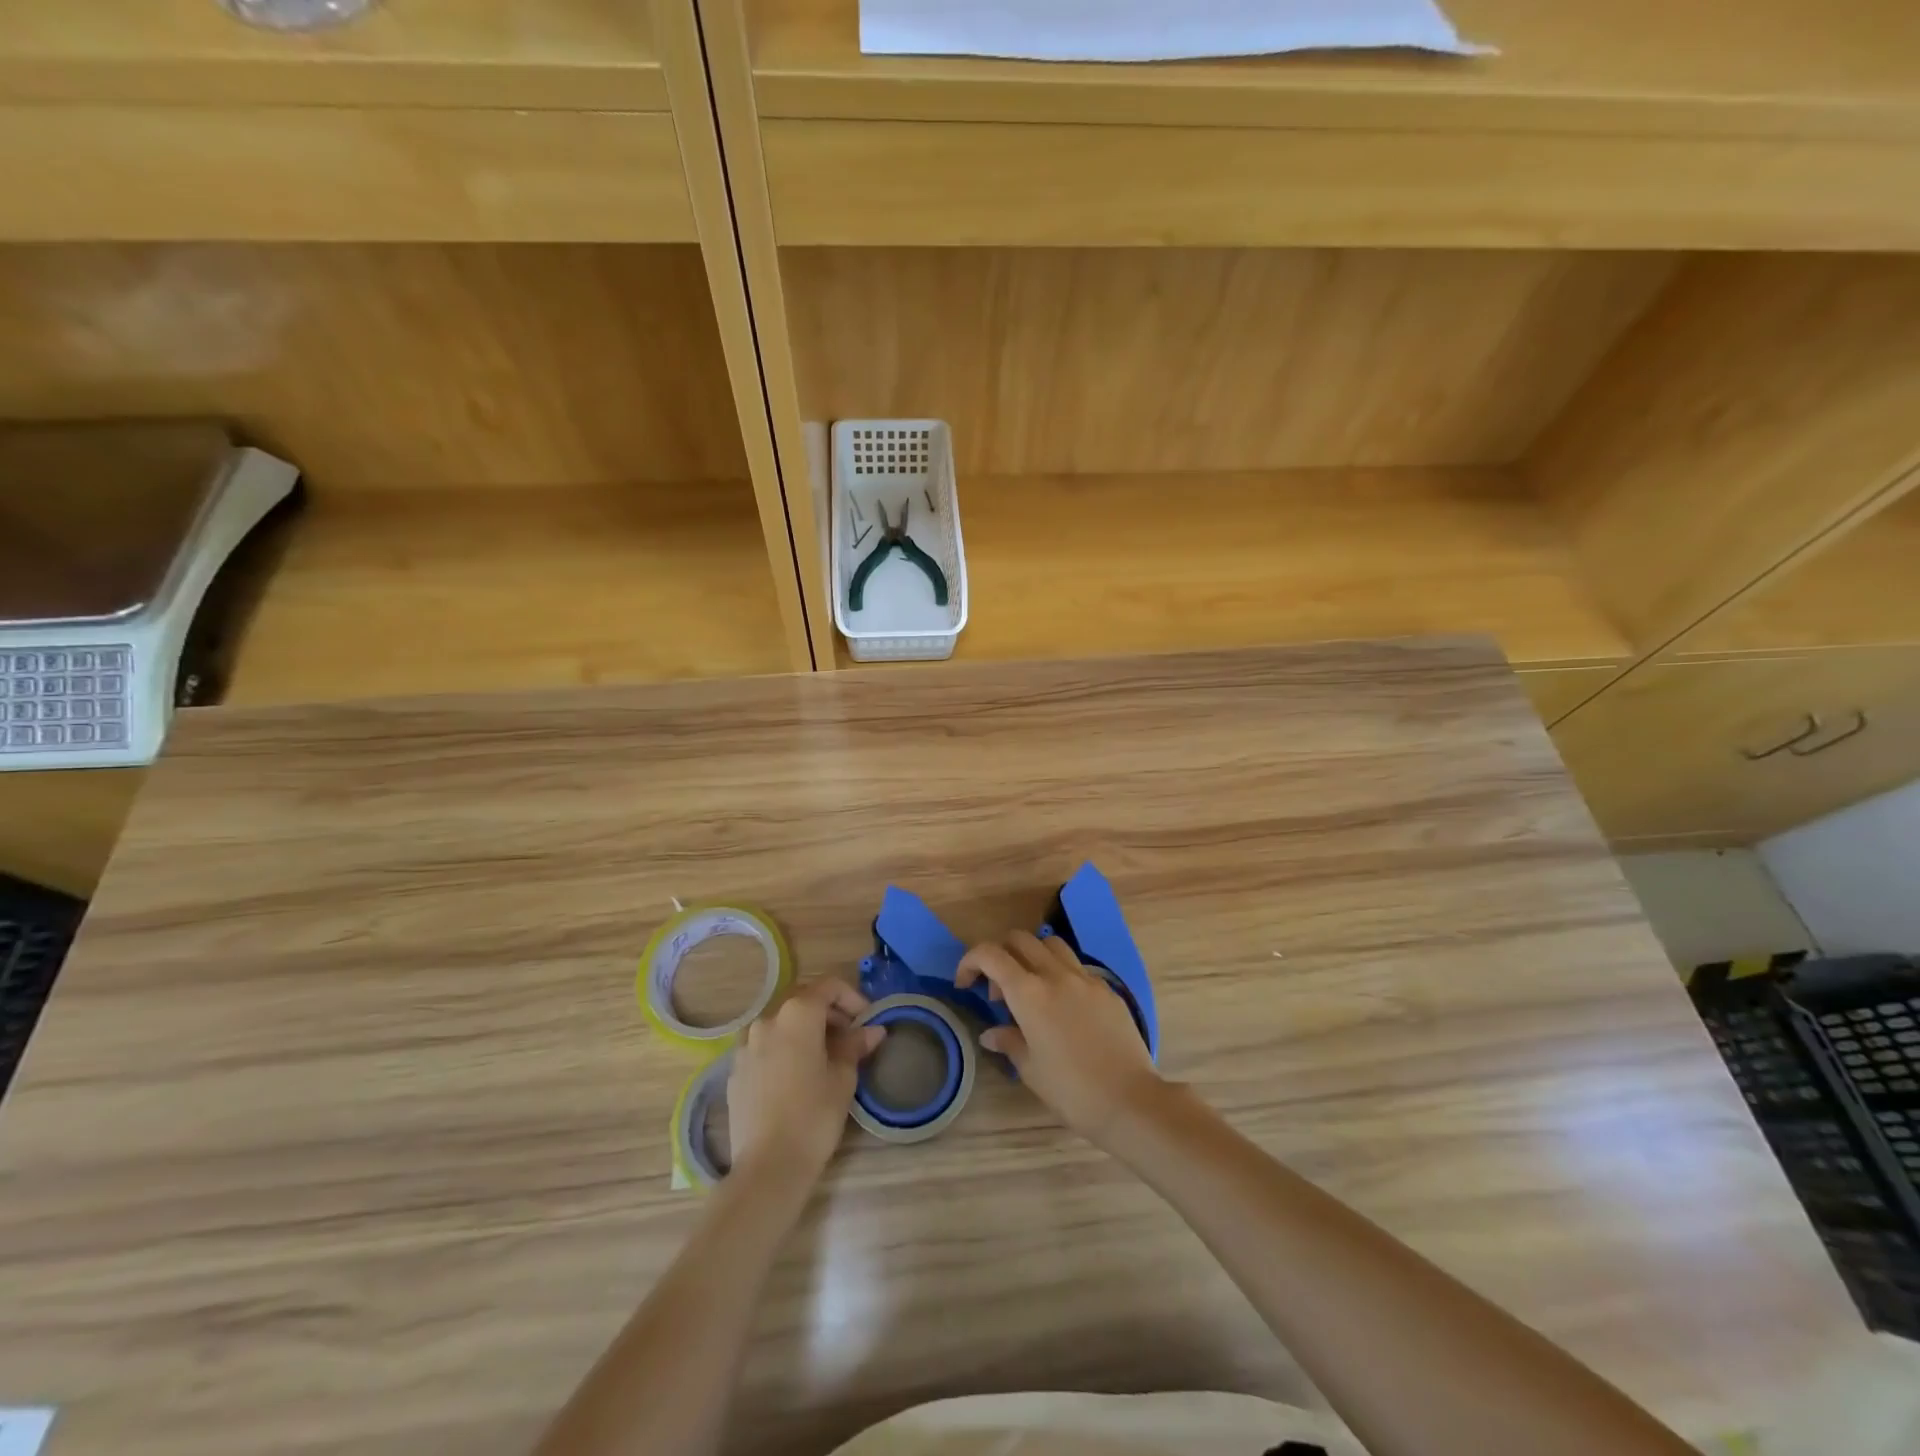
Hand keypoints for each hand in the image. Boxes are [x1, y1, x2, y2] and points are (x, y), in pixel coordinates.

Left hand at [728, 979, 884, 1184]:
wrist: (768, 1166)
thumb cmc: (814, 1115)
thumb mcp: (843, 1077)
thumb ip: (855, 1046)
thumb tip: (872, 1031)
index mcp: (797, 1014)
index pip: (828, 986)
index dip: (851, 997)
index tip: (865, 1020)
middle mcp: (767, 1020)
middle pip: (802, 1000)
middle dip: (828, 1012)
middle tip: (849, 1036)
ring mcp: (746, 1045)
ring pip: (781, 1023)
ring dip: (805, 1030)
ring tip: (824, 1057)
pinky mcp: (735, 1070)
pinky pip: (765, 1046)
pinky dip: (784, 1049)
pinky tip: (796, 1077)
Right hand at [957, 931, 1163, 1147]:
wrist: (1130, 1101)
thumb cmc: (1072, 1091)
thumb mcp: (1031, 1070)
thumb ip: (1009, 1042)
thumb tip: (991, 1033)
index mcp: (1029, 994)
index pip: (991, 955)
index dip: (970, 961)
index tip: (965, 983)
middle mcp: (1055, 975)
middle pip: (1020, 939)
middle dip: (1001, 956)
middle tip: (999, 993)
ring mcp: (1085, 978)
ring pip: (1051, 944)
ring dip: (1032, 956)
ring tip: (1031, 990)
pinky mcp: (1107, 989)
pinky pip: (1076, 966)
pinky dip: (1060, 973)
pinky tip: (1063, 1007)